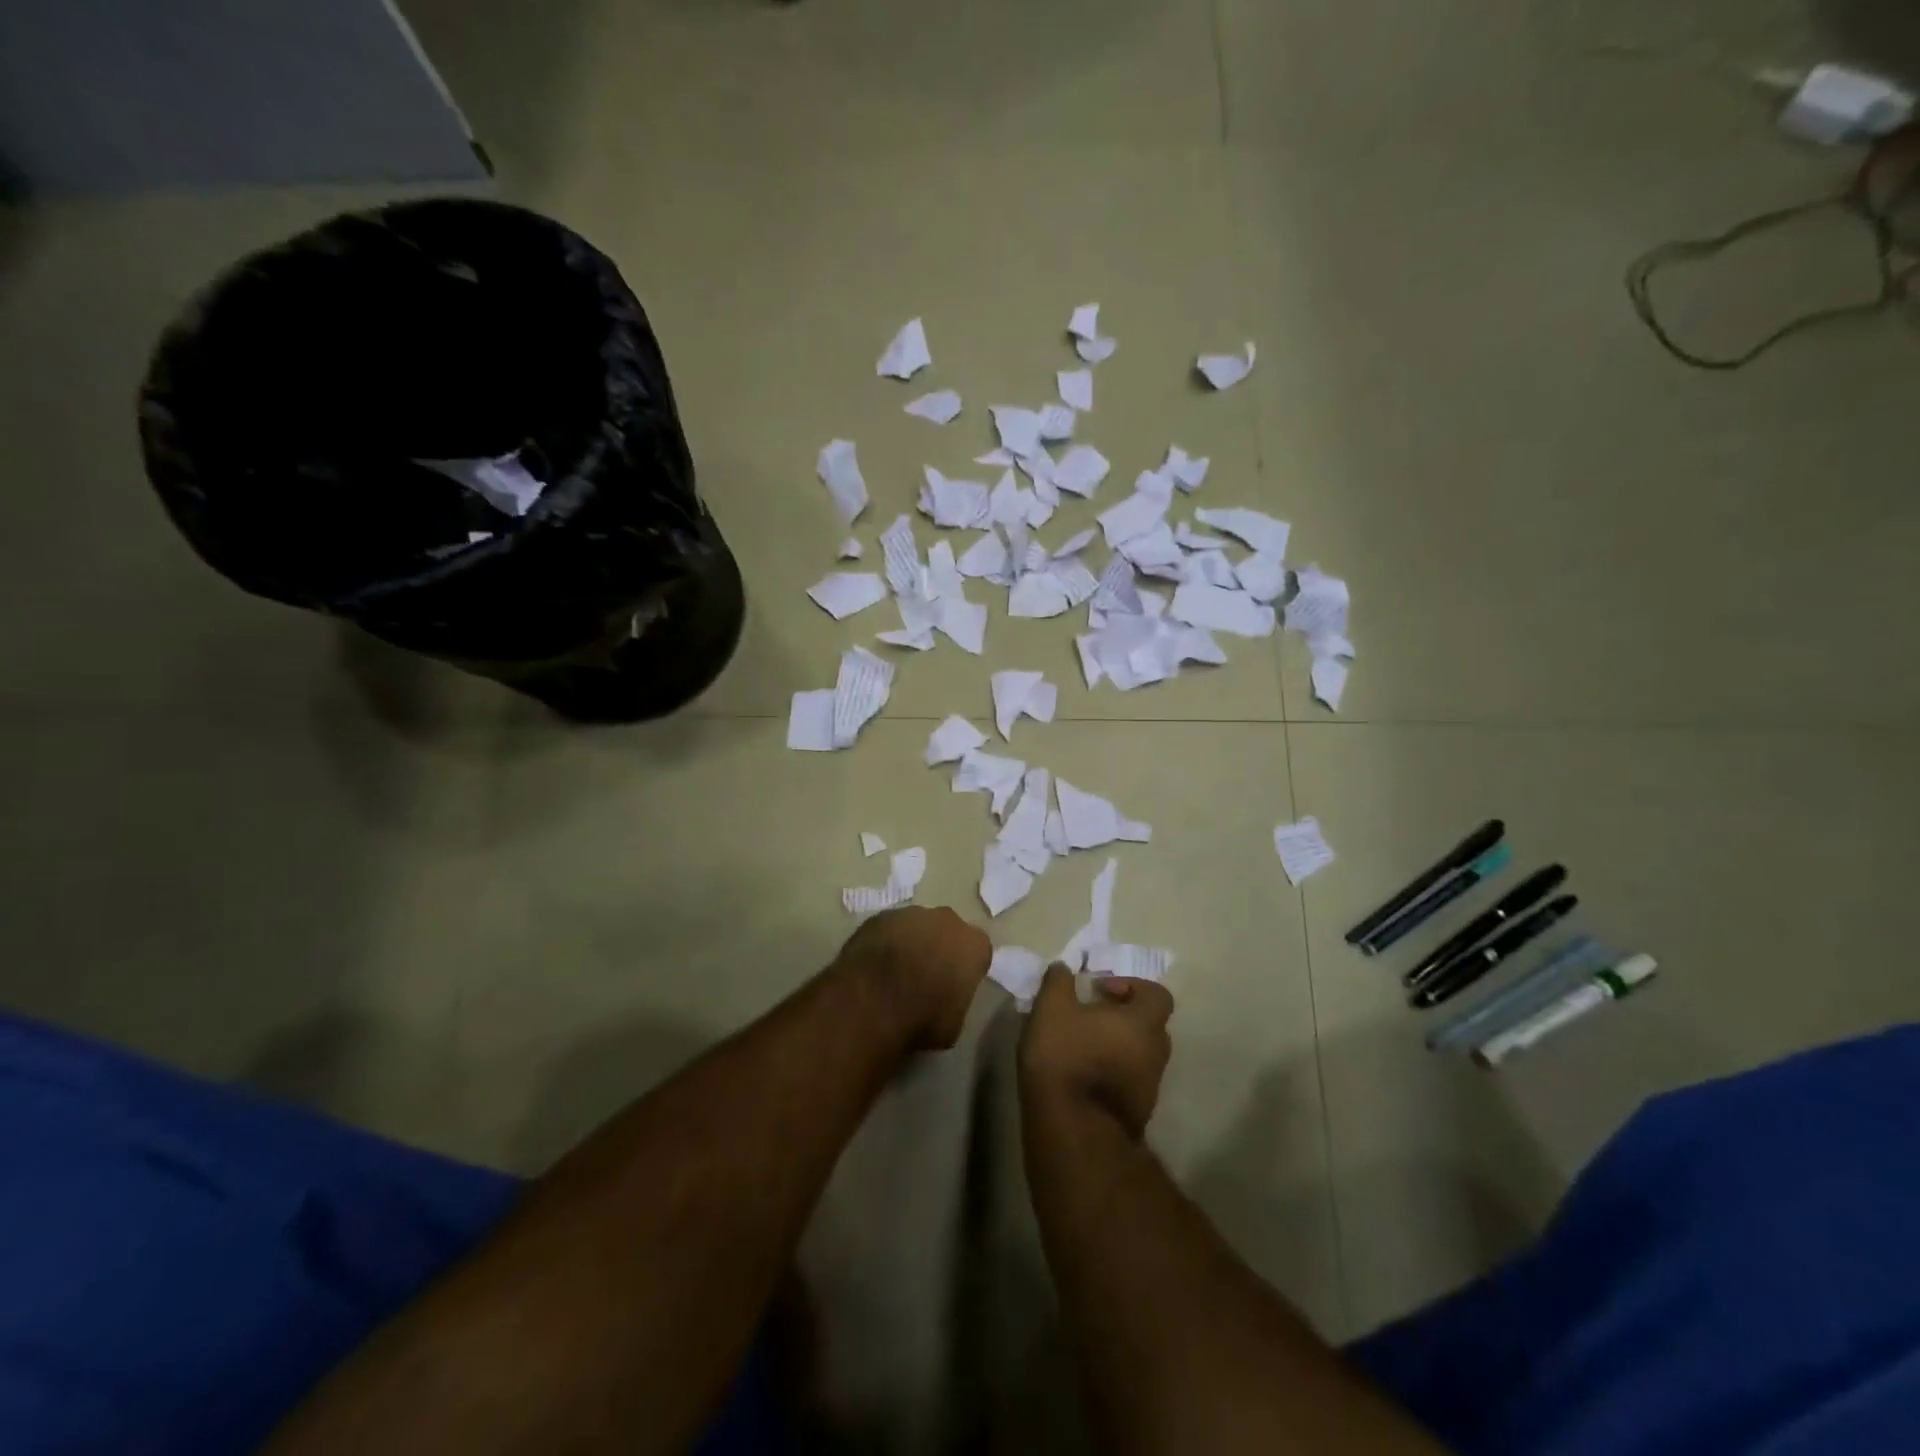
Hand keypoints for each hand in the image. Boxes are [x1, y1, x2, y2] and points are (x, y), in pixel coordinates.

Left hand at [831, 906, 990, 1051]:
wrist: (871, 1004)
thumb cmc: (922, 1018)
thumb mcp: (954, 1024)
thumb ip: (956, 1001)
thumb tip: (945, 1000)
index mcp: (973, 945)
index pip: (978, 951)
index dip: (966, 968)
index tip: (955, 985)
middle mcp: (946, 920)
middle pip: (948, 930)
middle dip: (940, 947)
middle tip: (926, 975)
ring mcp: (910, 914)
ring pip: (916, 926)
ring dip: (911, 942)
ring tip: (895, 972)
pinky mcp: (879, 917)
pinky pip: (888, 929)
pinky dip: (884, 943)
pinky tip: (874, 966)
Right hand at [1018, 965, 1173, 1138]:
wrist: (1073, 1130)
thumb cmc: (1066, 1057)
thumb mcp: (1052, 1008)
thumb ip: (1058, 981)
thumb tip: (1063, 967)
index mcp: (1144, 1023)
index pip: (1158, 995)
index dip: (1132, 986)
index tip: (1101, 990)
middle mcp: (1156, 1053)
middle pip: (1150, 1025)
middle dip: (1124, 1016)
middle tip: (1091, 1015)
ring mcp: (1150, 1088)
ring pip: (1140, 1055)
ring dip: (1118, 1046)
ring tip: (1083, 1045)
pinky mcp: (1137, 1113)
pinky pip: (1130, 1081)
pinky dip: (1113, 1072)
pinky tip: (1083, 1075)